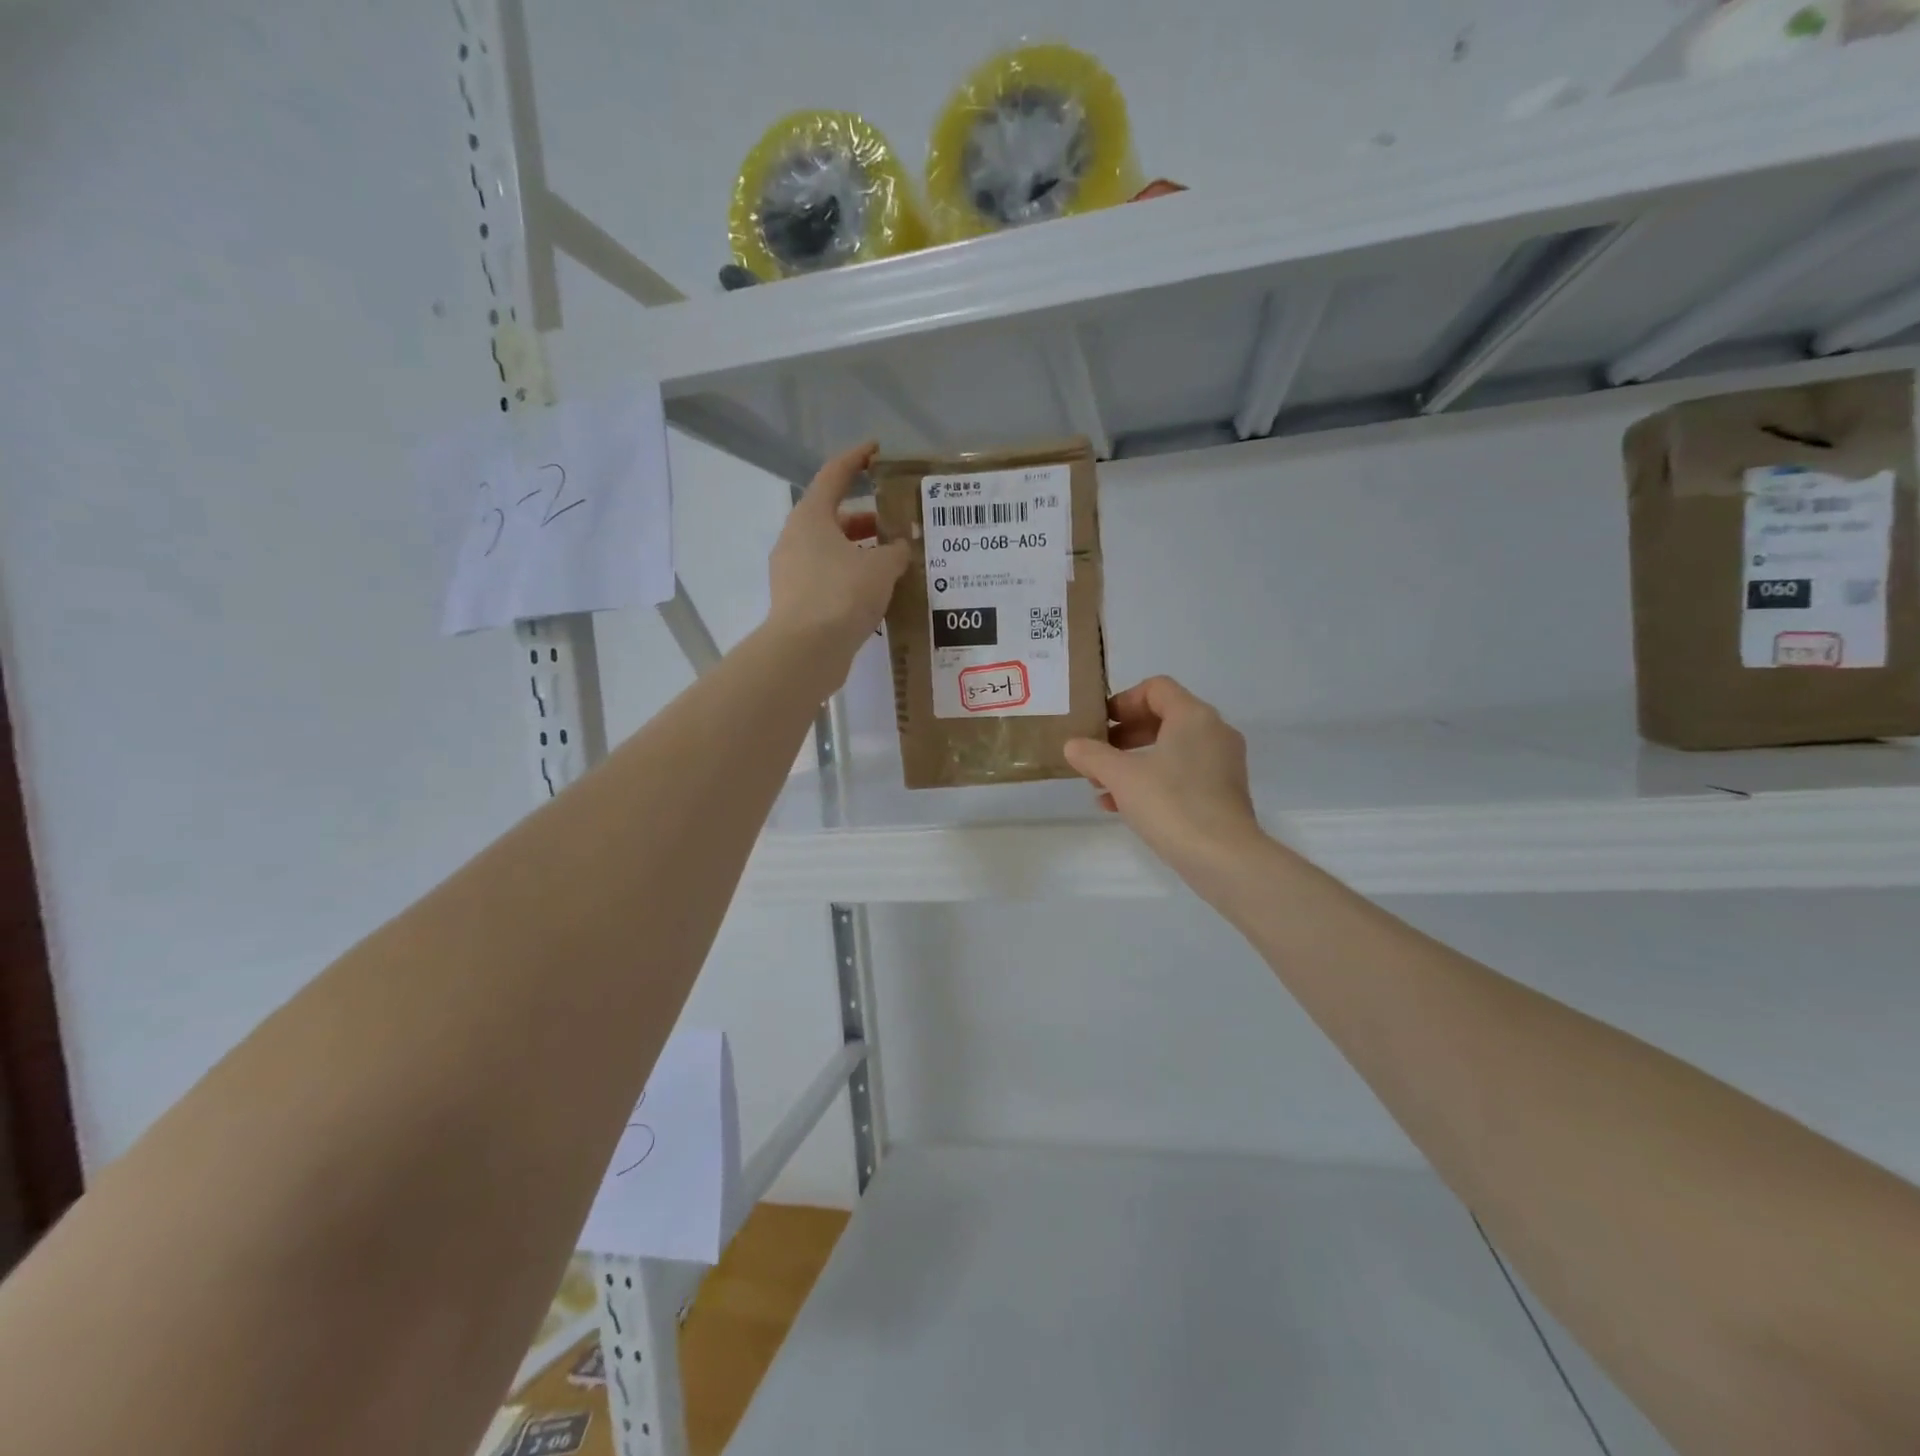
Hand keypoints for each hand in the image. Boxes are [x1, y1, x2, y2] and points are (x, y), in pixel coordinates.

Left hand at [767, 441, 909, 668]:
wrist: (806, 652)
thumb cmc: (842, 595)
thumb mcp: (880, 568)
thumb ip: (895, 551)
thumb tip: (900, 548)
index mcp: (811, 517)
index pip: (834, 475)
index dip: (857, 459)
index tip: (877, 451)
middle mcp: (796, 539)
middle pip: (833, 517)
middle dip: (866, 517)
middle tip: (896, 521)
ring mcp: (793, 572)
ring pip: (831, 551)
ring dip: (861, 551)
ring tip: (894, 560)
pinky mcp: (798, 602)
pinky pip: (829, 578)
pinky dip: (852, 577)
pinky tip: (878, 592)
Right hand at [1064, 677, 1264, 880]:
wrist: (1224, 859)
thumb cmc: (1171, 804)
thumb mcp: (1121, 776)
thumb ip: (1092, 755)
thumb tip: (1072, 745)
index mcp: (1194, 716)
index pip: (1156, 688)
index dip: (1123, 701)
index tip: (1100, 724)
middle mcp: (1214, 732)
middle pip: (1163, 719)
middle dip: (1124, 736)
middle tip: (1096, 753)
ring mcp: (1222, 764)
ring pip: (1170, 750)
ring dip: (1133, 761)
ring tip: (1101, 785)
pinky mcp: (1223, 794)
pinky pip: (1182, 775)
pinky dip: (1152, 781)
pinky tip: (1120, 807)